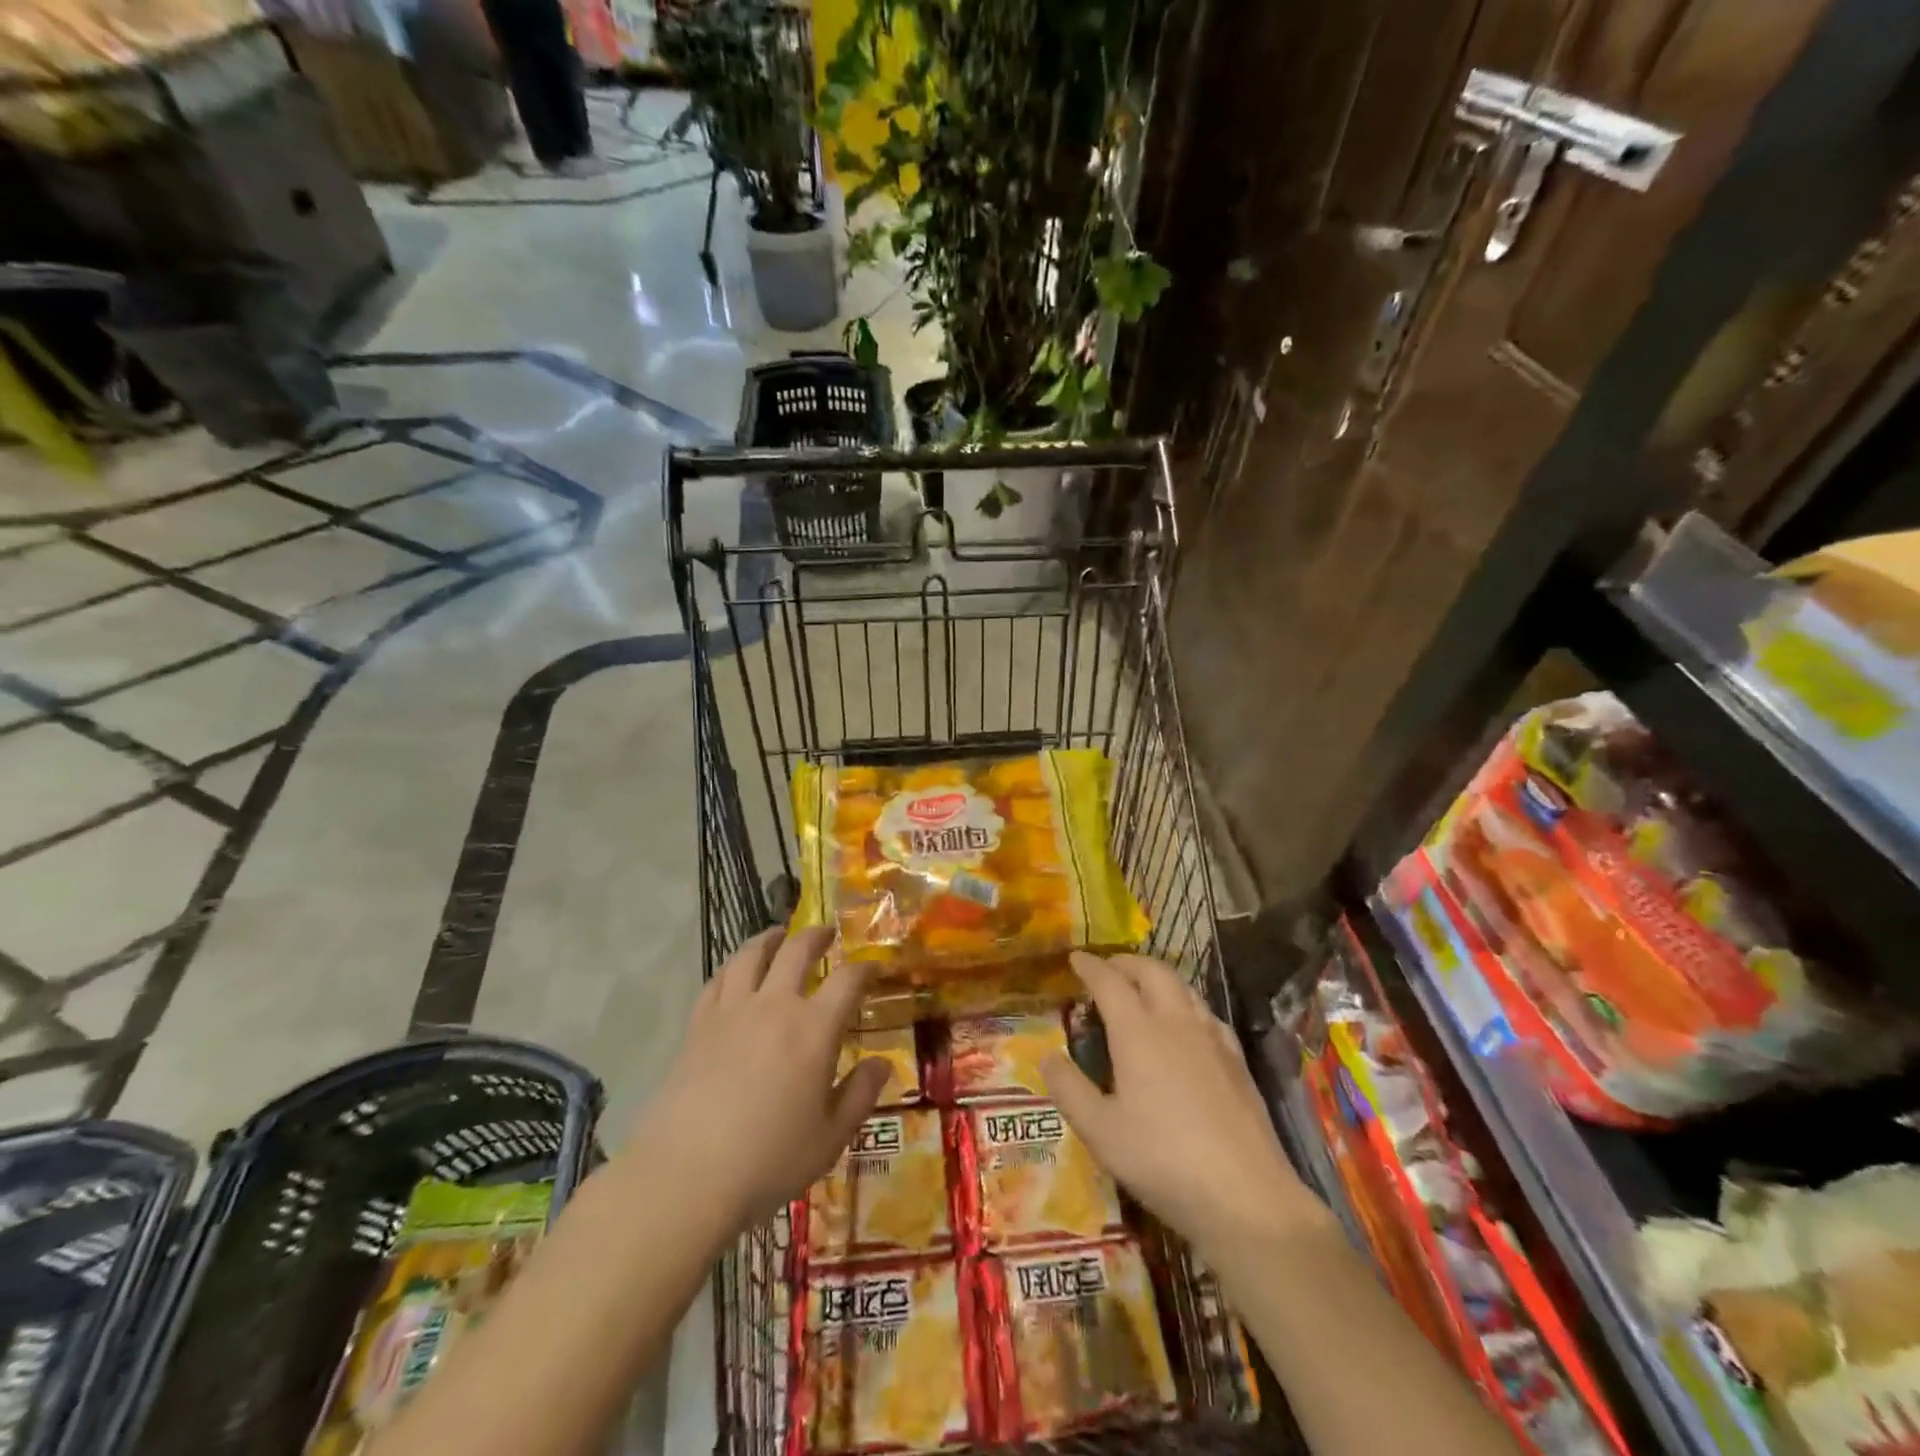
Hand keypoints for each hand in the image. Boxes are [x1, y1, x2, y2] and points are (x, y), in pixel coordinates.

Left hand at [624, 927, 888, 1235]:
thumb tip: (882, 1063)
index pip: (848, 981)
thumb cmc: (768, 1161)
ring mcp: (732, 1012)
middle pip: (797, 951)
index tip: (874, 967)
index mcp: (814, 1030)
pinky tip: (736, 972)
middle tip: (827, 932)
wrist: (685, 1176)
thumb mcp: (830, 1138)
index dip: (865, 968)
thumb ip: (860, 1095)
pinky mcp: (698, 1025)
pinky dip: (733, 966)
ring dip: (770, 938)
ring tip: (779, 936)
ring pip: (752, 955)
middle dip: (816, 936)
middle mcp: (774, 1007)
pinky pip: (718, 980)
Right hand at [1042, 951, 1314, 1260]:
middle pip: (1152, 971)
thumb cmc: (1162, 1161)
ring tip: (1142, 988)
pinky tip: (1185, 1024)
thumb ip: (1069, 1089)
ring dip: (1157, 977)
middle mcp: (1176, 1022)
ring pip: (1183, 987)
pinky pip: (1205, 1012)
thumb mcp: (1100, 1132)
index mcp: (1138, 1032)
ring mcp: (1212, 1038)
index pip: (1109, 982)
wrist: (1247, 1196)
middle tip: (1107, 968)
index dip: (1090, 966)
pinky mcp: (1237, 1060)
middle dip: (1126, 962)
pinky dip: (1185, 1002)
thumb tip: (1047, 1055)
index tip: (1075, 958)